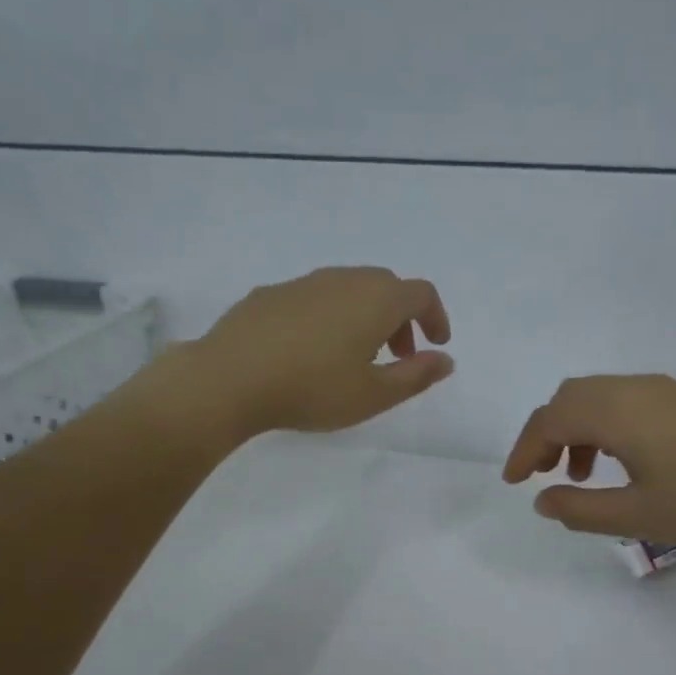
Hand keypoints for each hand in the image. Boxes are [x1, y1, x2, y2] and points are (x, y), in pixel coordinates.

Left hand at [191, 267, 453, 437]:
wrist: (229, 378)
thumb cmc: (313, 389)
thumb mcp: (374, 395)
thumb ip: (416, 376)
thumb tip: (446, 360)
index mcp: (376, 300)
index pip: (421, 294)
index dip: (436, 317)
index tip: (436, 345)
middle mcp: (343, 279)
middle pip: (386, 287)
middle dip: (402, 319)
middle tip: (399, 356)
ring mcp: (303, 283)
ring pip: (349, 289)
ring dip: (366, 316)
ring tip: (356, 356)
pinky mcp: (270, 293)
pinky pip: (316, 297)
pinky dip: (331, 316)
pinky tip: (312, 351)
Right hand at [502, 374, 675, 545]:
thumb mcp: (638, 516)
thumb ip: (582, 509)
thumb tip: (543, 501)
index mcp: (615, 411)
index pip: (549, 420)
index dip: (523, 450)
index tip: (513, 482)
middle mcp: (634, 389)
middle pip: (570, 399)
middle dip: (546, 435)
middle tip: (541, 474)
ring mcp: (665, 389)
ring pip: (600, 398)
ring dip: (577, 431)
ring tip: (583, 475)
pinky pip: (627, 401)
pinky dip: (607, 426)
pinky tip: (626, 462)